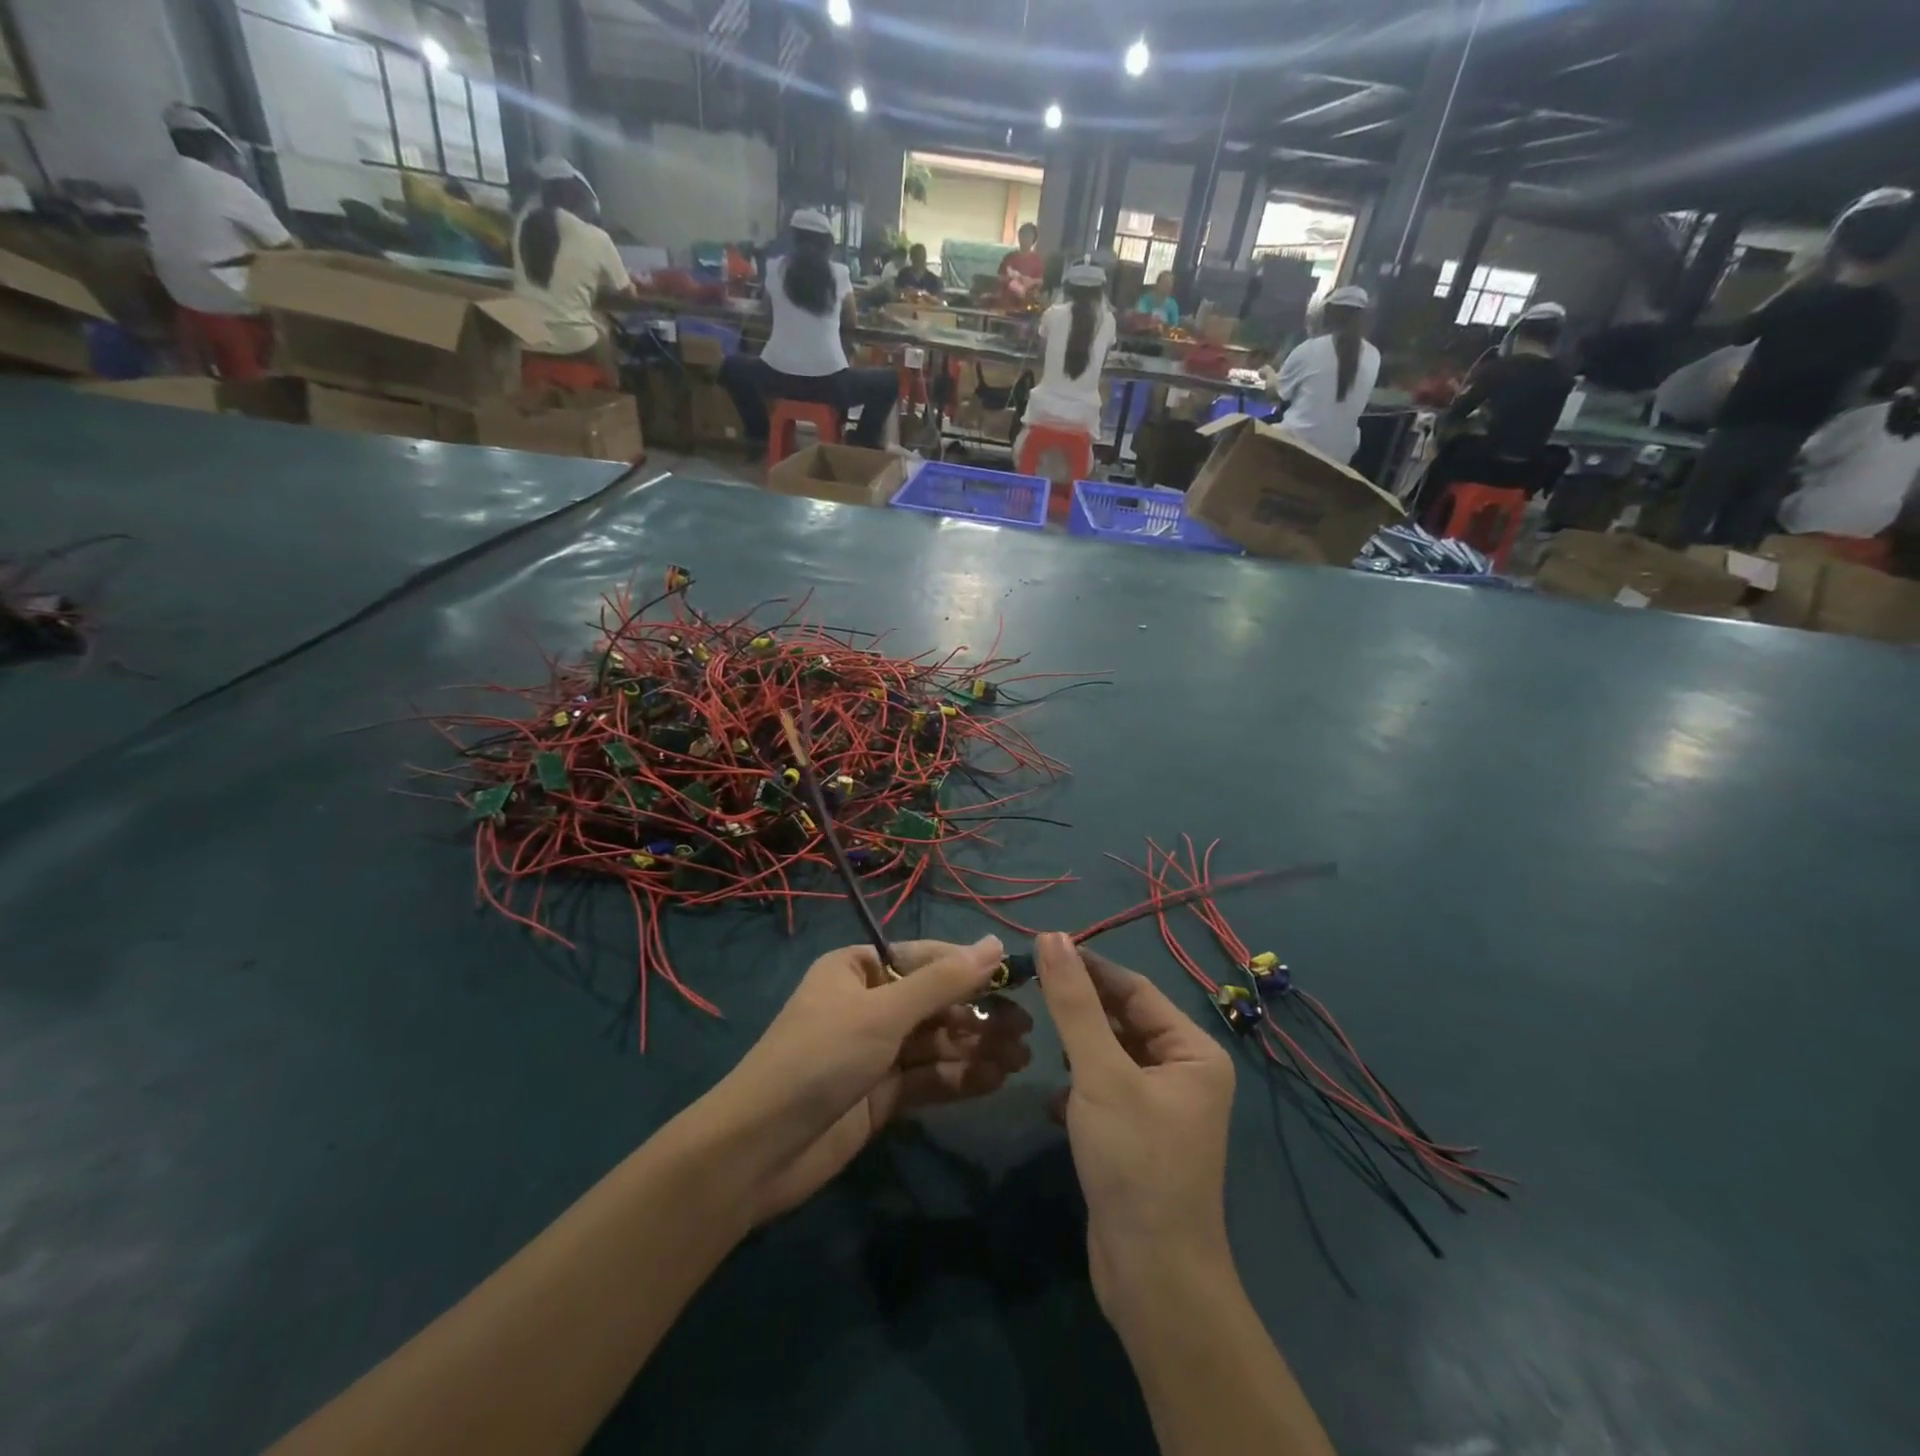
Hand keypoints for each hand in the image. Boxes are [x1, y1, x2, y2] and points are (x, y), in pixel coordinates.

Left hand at [719, 937, 1031, 1222]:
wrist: (760, 1150)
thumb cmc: (820, 1058)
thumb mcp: (883, 1013)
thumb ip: (943, 982)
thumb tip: (995, 943)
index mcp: (858, 969)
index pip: (925, 959)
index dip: (970, 968)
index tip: (1016, 979)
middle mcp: (869, 1004)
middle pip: (935, 1003)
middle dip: (978, 1015)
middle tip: (1026, 1030)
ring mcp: (875, 1052)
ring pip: (936, 1043)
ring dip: (976, 1048)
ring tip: (1021, 1058)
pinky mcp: (881, 1095)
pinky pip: (929, 1078)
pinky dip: (960, 1079)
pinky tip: (995, 1081)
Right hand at [1034, 933, 1235, 1311]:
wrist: (1152, 1276)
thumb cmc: (1134, 1161)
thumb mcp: (1100, 1073)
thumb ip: (1074, 1004)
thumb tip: (1052, 936)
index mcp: (1193, 1051)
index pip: (1135, 990)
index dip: (1089, 968)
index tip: (1042, 949)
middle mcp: (1185, 1073)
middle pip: (1125, 1021)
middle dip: (1081, 1008)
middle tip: (1030, 989)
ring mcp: (1163, 1108)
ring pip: (1112, 1056)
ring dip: (1077, 1047)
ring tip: (1037, 1037)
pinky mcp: (1138, 1137)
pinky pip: (1106, 1090)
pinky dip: (1078, 1087)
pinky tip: (1050, 1098)